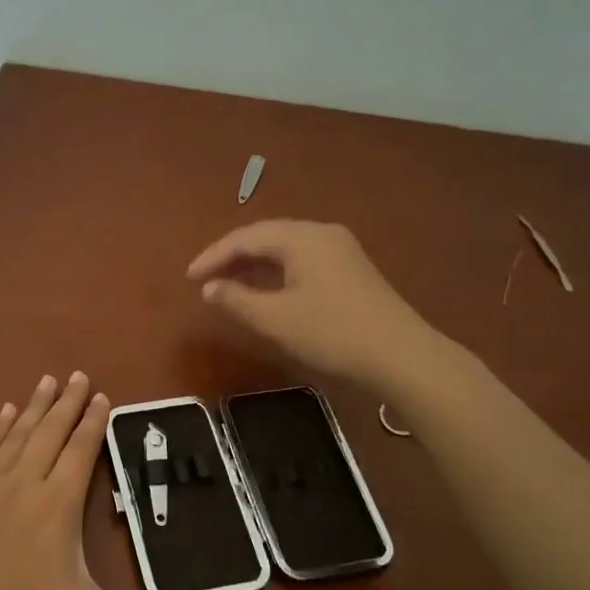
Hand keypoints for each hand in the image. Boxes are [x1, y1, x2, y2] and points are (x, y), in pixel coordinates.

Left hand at [0, 371, 221, 589]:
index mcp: (57, 505)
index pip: (81, 451)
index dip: (93, 422)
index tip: (101, 395)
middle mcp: (22, 485)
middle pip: (49, 433)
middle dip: (66, 403)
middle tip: (77, 374)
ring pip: (15, 436)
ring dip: (33, 407)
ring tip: (45, 381)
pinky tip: (2, 414)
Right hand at [186, 220, 436, 386]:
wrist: (401, 356)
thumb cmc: (331, 333)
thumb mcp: (275, 319)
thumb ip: (236, 299)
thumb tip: (209, 287)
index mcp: (301, 238)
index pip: (245, 238)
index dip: (213, 256)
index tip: (188, 278)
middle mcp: (321, 233)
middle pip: (266, 236)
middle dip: (232, 256)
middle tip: (205, 279)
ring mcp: (341, 249)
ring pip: (285, 247)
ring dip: (254, 263)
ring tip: (228, 284)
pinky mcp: (351, 269)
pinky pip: (302, 259)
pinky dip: (276, 271)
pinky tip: (267, 289)